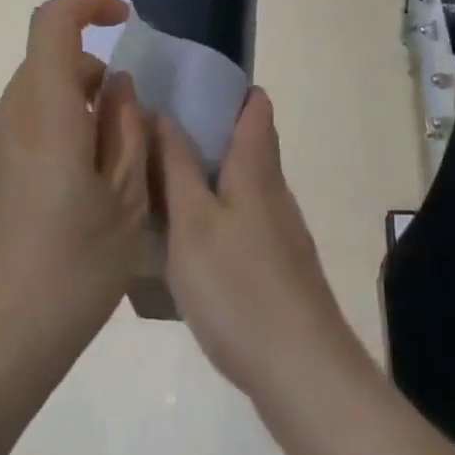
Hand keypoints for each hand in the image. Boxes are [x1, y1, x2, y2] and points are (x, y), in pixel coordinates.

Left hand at [0, 0, 151, 377]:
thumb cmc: (73, 268)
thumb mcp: (127, 199)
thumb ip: (127, 129)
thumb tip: (118, 87)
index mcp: (43, 112)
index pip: (52, 23)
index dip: (88, 4)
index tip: (123, 20)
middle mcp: (5, 118)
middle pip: (47, 63)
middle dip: (93, 74)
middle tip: (129, 127)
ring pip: (35, 99)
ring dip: (73, 109)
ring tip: (106, 170)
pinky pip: (19, 132)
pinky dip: (51, 135)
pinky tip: (70, 198)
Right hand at [156, 89, 365, 402]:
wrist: (301, 371)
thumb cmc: (239, 286)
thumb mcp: (193, 222)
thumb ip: (176, 166)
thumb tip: (163, 112)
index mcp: (255, 168)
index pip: (254, 105)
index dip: (226, 87)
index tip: (184, 83)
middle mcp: (273, 190)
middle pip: (246, 143)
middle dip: (205, 131)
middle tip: (153, 133)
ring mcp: (279, 230)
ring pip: (241, 184)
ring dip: (206, 174)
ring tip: (158, 181)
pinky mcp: (276, 266)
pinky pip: (241, 219)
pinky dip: (213, 212)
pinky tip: (183, 239)